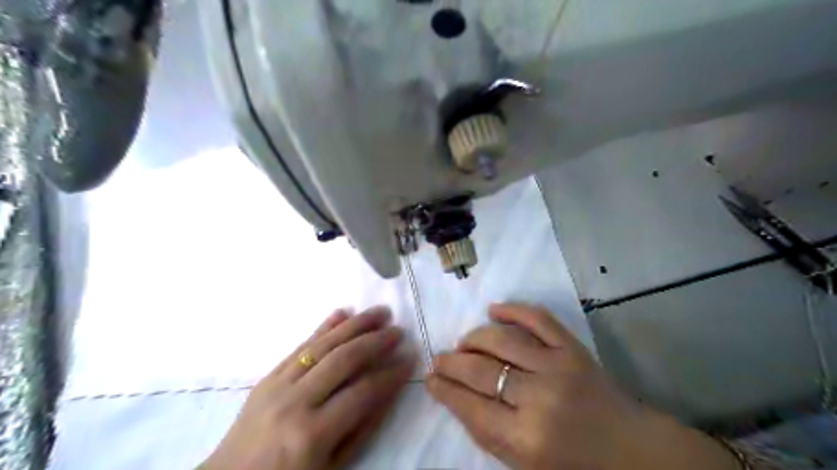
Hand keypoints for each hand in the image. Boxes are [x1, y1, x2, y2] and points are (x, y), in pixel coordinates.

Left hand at [201, 307, 414, 469]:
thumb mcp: (333, 465)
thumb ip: (363, 426)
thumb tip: (389, 388)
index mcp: (312, 434)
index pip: (362, 392)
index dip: (390, 374)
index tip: (410, 358)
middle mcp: (295, 402)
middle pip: (343, 360)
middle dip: (375, 341)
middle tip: (397, 329)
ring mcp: (277, 385)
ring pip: (322, 345)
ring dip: (354, 325)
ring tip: (378, 312)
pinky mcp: (267, 376)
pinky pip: (299, 346)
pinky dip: (323, 327)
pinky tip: (341, 313)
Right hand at [425, 304, 736, 469]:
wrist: (632, 449)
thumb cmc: (575, 465)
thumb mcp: (525, 465)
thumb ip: (488, 434)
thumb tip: (455, 397)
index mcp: (526, 439)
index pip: (470, 406)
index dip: (444, 390)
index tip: (430, 379)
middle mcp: (539, 398)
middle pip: (481, 370)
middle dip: (451, 362)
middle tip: (439, 358)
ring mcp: (558, 366)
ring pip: (501, 339)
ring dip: (474, 337)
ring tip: (463, 342)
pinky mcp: (573, 348)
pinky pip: (538, 318)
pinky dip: (513, 309)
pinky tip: (493, 309)